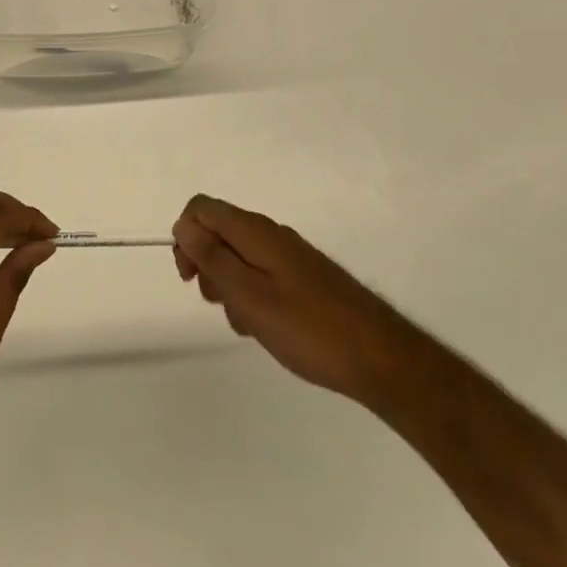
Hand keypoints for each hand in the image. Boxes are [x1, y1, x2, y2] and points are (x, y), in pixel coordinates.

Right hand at [174, 195, 420, 401]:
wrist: (382, 357)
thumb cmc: (307, 327)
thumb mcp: (248, 295)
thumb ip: (212, 257)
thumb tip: (184, 225)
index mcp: (255, 231)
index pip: (201, 208)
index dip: (185, 236)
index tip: (191, 276)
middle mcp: (272, 234)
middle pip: (218, 232)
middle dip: (206, 264)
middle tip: (219, 303)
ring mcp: (291, 256)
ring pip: (239, 258)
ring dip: (229, 285)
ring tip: (246, 322)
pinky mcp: (305, 277)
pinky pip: (262, 275)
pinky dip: (252, 296)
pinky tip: (265, 327)